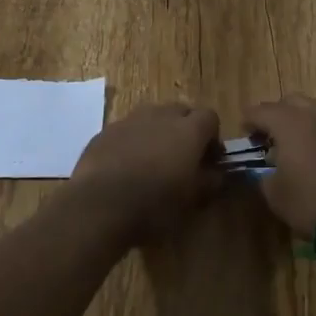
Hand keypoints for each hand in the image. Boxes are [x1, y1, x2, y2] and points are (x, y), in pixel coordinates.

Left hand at [70, 102, 220, 239]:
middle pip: (181, 111)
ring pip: (152, 116)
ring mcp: (130, 120)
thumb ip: (209, 182)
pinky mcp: (105, 131)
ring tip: (153, 160)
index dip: (212, 137)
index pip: (210, 117)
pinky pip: (127, 129)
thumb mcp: (191, 201)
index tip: (209, 159)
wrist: (99, 205)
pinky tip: (126, 165)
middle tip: (183, 157)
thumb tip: (217, 173)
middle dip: (186, 129)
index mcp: (188, 130)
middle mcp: (160, 115)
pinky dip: (133, 140)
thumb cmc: (154, 205)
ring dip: (158, 131)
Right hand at [244, 93, 315, 236]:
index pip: (261, 111)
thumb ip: (263, 176)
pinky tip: (315, 154)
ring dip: (300, 121)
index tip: (243, 132)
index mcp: (289, 123)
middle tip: (267, 135)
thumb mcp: (274, 194)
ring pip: (314, 111)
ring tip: (292, 144)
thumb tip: (264, 171)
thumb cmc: (310, 202)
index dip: (249, 120)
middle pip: (290, 101)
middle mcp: (314, 116)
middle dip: (276, 113)